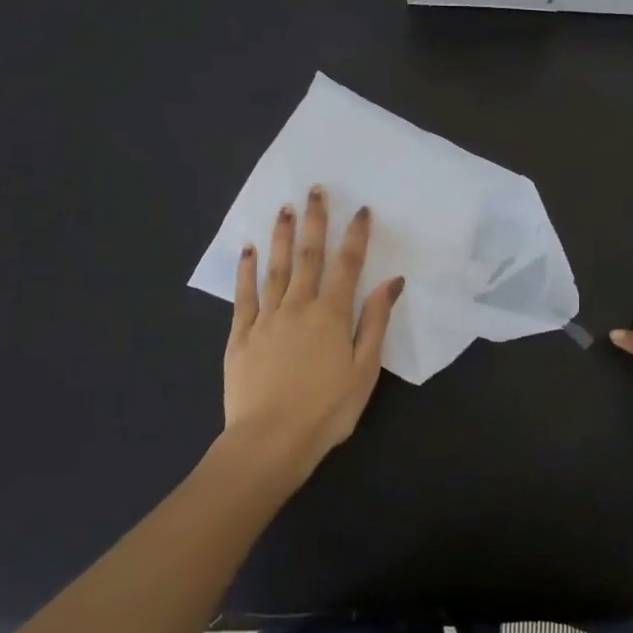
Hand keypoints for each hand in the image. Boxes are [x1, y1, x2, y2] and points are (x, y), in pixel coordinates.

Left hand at [223, 187, 403, 481]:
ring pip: (275, 269)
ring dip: (281, 237)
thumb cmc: (327, 410)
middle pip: (308, 257)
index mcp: (331, 316)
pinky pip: (244, 295)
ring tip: (284, 208)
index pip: (347, 266)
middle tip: (315, 190)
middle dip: (314, 222)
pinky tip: (248, 250)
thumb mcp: (365, 370)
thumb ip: (375, 322)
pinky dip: (247, 270)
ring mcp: (265, 319)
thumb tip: (391, 282)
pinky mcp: (240, 336)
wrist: (270, 441)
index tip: (361, 209)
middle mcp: (297, 307)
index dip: (355, 236)